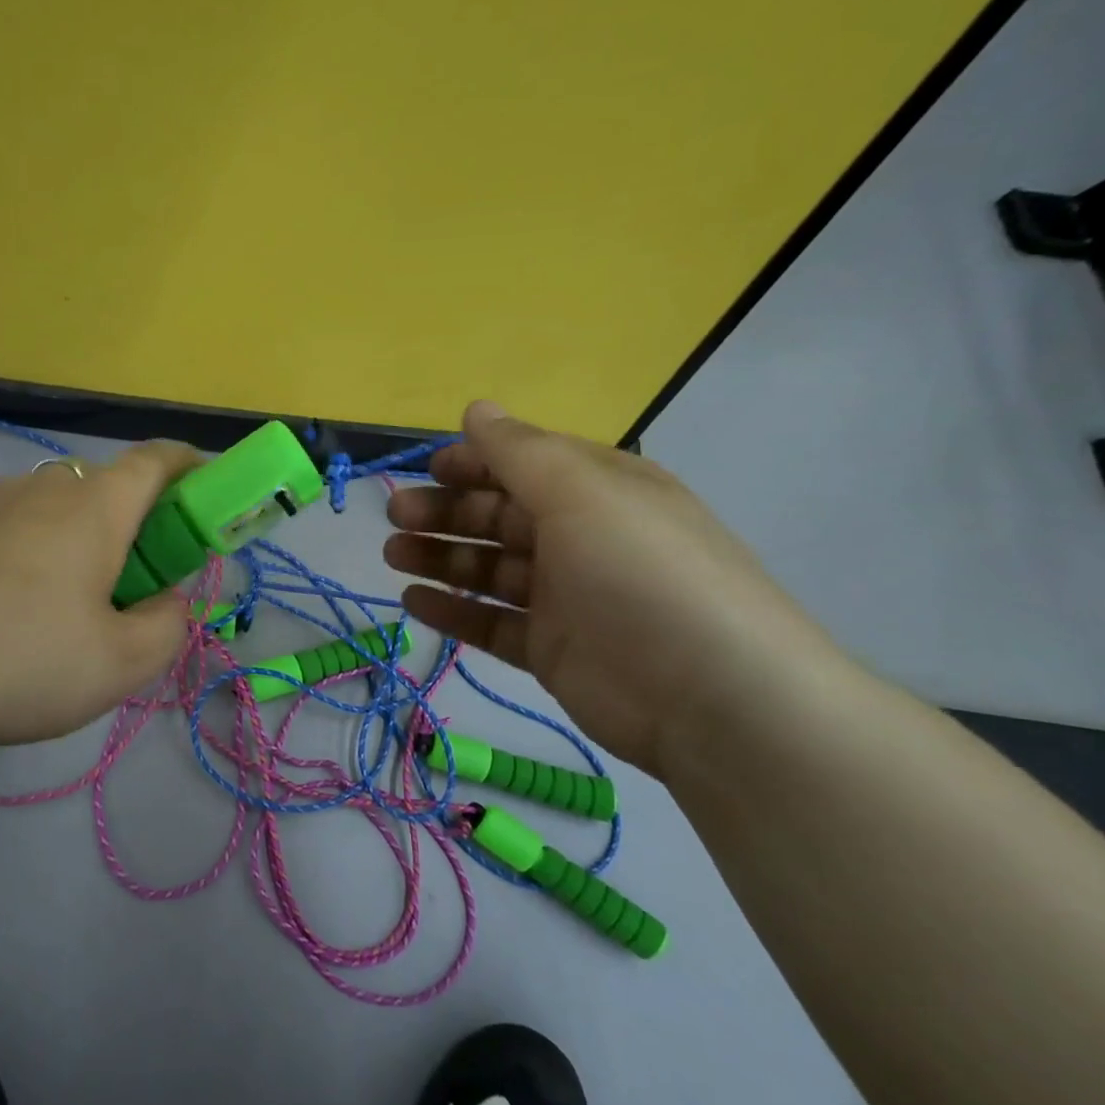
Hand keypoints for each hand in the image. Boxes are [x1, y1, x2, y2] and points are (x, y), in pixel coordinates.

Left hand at [0, 441, 198, 759]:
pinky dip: (30, 553)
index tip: (206, 487)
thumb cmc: (22, 661)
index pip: (155, 460)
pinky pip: (8, 528)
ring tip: (67, 605)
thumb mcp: (120, 664)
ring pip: (53, 508)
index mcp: (94, 507)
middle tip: (135, 581)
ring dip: (78, 539)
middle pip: (105, 487)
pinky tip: (8, 612)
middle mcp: (40, 488)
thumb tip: (168, 601)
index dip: (189, 465)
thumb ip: (167, 626)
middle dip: (135, 522)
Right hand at [384, 401, 849, 777]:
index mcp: (598, 489)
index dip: (474, 462)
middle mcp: (581, 537)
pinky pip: (491, 622)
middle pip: (499, 515)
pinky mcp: (552, 649)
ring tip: (393, 555)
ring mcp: (566, 597)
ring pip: (488, 568)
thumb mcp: (581, 492)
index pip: (525, 463)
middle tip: (396, 516)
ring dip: (439, 557)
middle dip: (445, 510)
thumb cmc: (639, 571)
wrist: (711, 696)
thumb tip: (476, 407)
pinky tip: (413, 601)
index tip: (426, 469)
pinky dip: (452, 611)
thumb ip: (519, 451)